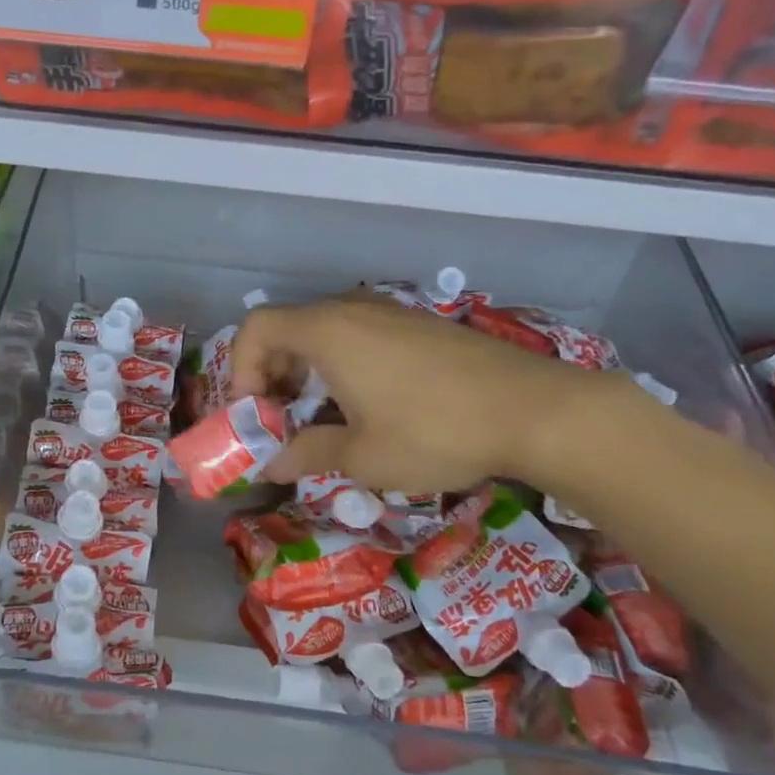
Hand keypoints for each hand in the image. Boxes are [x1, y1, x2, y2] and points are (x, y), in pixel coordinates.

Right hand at [230, 296, 622, 492]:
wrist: (535, 411)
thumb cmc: (434, 432)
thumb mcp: (363, 456)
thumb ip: (308, 454)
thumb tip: (273, 465)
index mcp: (327, 332)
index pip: (256, 328)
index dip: (240, 368)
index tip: (255, 413)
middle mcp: (352, 310)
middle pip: (288, 328)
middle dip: (272, 374)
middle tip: (281, 419)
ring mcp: (391, 313)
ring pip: (326, 331)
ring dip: (308, 370)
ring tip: (323, 416)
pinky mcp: (420, 325)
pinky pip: (361, 334)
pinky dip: (343, 363)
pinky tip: (370, 404)